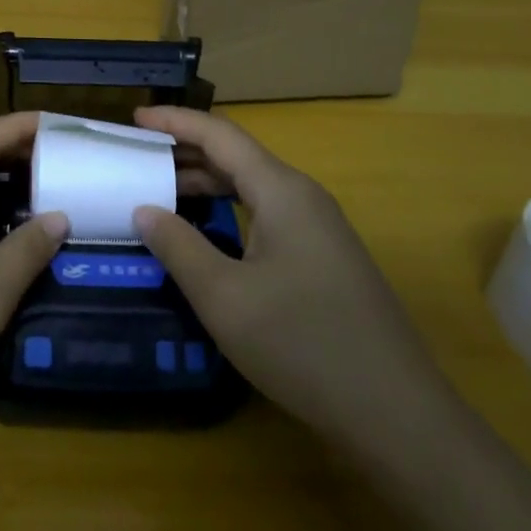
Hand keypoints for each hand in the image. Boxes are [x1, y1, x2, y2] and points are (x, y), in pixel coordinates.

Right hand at [133, 107, 454, 444]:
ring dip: (209, 181)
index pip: (220, 135)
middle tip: (141, 156)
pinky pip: (268, 213)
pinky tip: (210, 232)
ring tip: (164, 189)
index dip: (176, 120)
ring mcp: (320, 228)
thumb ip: (178, 246)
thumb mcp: (224, 297)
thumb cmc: (302, 344)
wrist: (396, 413)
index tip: (135, 117)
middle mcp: (303, 197)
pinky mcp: (326, 258)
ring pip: (254, 186)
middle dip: (187, 149)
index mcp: (281, 191)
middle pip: (238, 156)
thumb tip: (144, 210)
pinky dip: (231, 208)